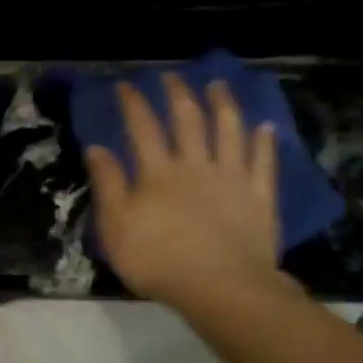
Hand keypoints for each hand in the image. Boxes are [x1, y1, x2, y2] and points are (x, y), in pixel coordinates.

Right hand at [85, 74, 281, 309]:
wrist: (221, 287)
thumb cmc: (159, 261)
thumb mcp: (116, 227)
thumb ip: (108, 186)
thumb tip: (96, 148)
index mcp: (158, 173)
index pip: (143, 129)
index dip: (134, 104)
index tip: (127, 85)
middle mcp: (196, 166)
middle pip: (188, 121)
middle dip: (179, 95)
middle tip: (173, 76)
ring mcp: (232, 179)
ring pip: (229, 132)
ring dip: (224, 106)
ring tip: (219, 86)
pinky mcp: (259, 197)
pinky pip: (263, 163)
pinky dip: (264, 143)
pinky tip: (265, 127)